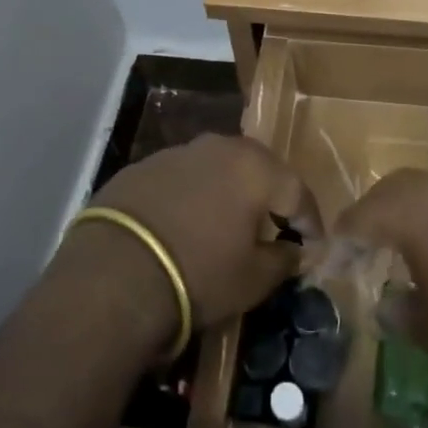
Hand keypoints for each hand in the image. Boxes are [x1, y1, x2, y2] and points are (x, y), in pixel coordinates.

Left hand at [88, 135, 309, 332]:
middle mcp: (219, 147)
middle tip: (274, 225)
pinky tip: (184, 223)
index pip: (297, 191)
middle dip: (269, 196)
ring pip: (217, 168)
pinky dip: (192, 196)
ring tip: (226, 224)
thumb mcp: (253, 280)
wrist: (114, 274)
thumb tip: (295, 251)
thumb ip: (283, 260)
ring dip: (228, 192)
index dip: (310, 220)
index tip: (314, 245)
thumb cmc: (199, 274)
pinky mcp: (142, 166)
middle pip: (257, 168)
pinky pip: (182, 178)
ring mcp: (177, 152)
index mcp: (255, 168)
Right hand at [336, 167, 427, 390]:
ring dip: (420, 209)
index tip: (334, 253)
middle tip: (369, 240)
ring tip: (418, 242)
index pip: (364, 214)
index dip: (345, 235)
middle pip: (398, 188)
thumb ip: (399, 312)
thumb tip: (387, 305)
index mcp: (414, 211)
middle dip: (378, 211)